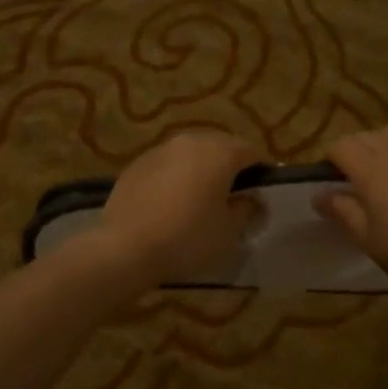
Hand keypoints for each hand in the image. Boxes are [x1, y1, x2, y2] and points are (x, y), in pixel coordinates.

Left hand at [88, 132, 261, 284]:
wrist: (125, 247)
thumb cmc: (188, 238)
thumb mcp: (228, 231)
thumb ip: (247, 210)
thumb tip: (254, 199)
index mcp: (219, 153)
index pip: (251, 151)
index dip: (261, 169)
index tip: (262, 191)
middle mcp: (191, 141)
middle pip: (220, 146)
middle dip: (231, 165)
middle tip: (234, 194)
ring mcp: (160, 150)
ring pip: (191, 153)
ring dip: (201, 168)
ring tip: (201, 196)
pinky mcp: (137, 163)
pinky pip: (167, 164)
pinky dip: (176, 175)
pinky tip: (171, 201)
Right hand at [317, 128, 387, 298]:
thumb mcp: (369, 240)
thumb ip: (343, 212)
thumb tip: (319, 195)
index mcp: (372, 169)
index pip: (341, 146)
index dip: (328, 159)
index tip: (326, 180)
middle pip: (366, 136)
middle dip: (352, 150)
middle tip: (350, 181)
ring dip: (379, 147)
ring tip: (381, 174)